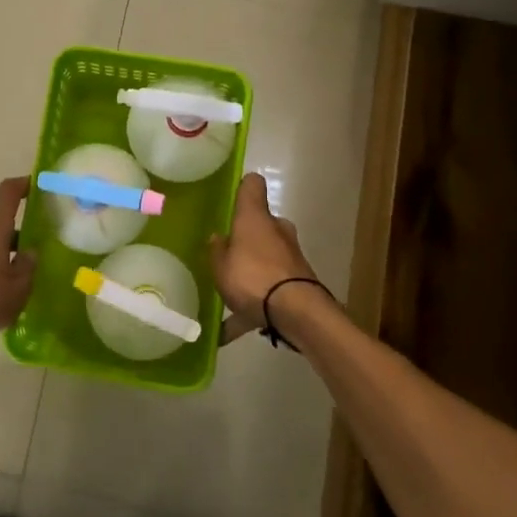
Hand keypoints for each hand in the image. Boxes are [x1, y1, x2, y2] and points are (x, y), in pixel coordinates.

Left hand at [0, 176, 37, 348]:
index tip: (36, 184)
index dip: (22, 185)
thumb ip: (29, 265)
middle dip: (19, 233)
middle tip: (38, 247)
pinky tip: (1, 293)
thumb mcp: (19, 286)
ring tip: (23, 277)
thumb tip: (30, 252)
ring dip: (5, 254)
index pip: (7, 194)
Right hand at [209, 172, 319, 343]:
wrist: (296, 312)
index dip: (243, 187)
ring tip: (229, 294)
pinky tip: (231, 331)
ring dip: (253, 269)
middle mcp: (276, 230)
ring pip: (267, 255)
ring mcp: (291, 255)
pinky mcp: (299, 281)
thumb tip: (219, 237)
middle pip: (261, 224)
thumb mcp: (220, 265)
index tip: (231, 196)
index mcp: (255, 217)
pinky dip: (255, 304)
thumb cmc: (251, 277)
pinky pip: (270, 288)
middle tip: (227, 253)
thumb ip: (217, 250)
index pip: (252, 185)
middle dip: (247, 237)